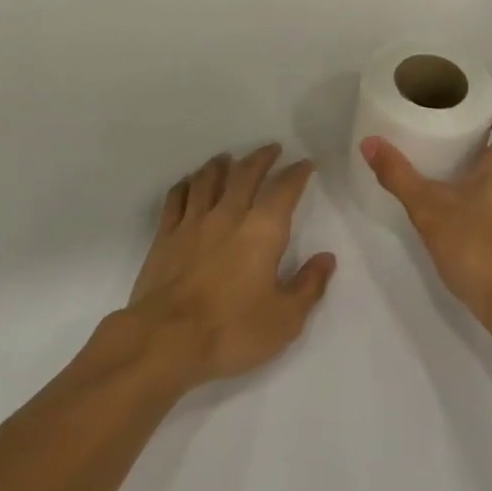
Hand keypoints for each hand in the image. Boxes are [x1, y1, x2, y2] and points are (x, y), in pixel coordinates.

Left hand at [124, 144, 335, 388]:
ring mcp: (193, 223)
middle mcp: (229, 215)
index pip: (284, 190)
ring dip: (221, 164)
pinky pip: (176, 198)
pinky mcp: (165, 237)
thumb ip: (308, 285)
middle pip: (245, 174)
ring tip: (228, 157)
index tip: (305, 164)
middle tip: (271, 148)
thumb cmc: (231, 330)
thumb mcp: (284, 319)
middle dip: (261, 158)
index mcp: (263, 230)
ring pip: (208, 179)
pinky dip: (186, 184)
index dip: (297, 174)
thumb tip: (327, 258)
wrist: (164, 341)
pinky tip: (189, 183)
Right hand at [360, 77, 491, 324]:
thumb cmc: (480, 246)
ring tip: (449, 133)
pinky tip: (457, 177)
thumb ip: (398, 174)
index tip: (474, 80)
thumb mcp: (430, 207)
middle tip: (451, 103)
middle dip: (489, 109)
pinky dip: (489, 163)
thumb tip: (369, 143)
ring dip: (488, 137)